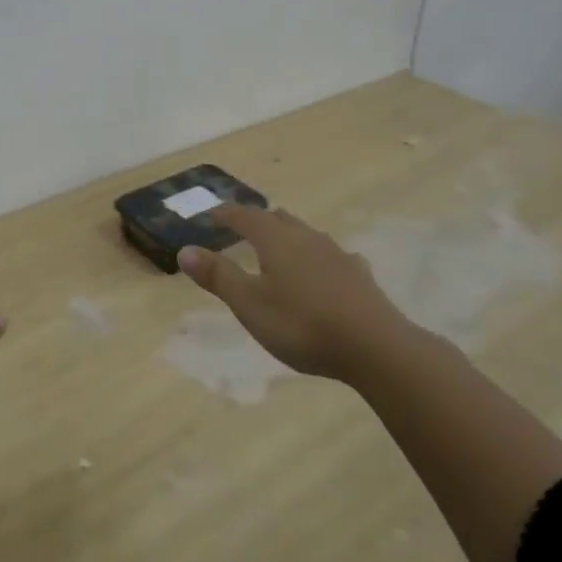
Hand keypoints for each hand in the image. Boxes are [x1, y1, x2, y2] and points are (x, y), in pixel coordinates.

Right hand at [177, 207, 408, 384]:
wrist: (375, 347)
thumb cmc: (302, 324)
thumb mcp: (250, 304)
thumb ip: (218, 276)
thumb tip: (185, 249)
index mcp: (275, 240)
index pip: (245, 216)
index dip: (225, 214)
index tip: (210, 216)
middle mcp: (306, 238)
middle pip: (278, 219)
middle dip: (257, 221)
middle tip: (242, 229)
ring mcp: (336, 254)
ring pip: (306, 234)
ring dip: (288, 235)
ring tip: (279, 246)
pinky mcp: (359, 275)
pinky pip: (332, 256)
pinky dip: (318, 258)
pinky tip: (325, 269)